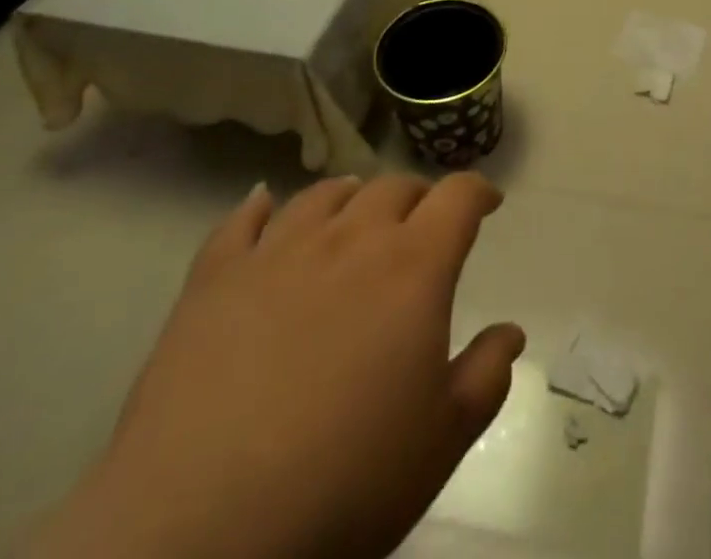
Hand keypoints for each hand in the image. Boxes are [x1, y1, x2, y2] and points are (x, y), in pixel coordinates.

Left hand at [30, 174, 522, 558]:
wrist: (199, 533)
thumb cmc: (344, 485)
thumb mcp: (441, 441)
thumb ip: (486, 375)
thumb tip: (511, 332)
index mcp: (413, 266)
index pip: (458, 196)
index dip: (479, 191)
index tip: (488, 203)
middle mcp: (351, 239)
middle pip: (394, 187)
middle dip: (418, 198)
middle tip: (423, 225)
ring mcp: (277, 252)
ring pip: (324, 195)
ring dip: (351, 197)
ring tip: (354, 213)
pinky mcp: (213, 279)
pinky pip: (241, 222)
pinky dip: (258, 208)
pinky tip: (262, 207)